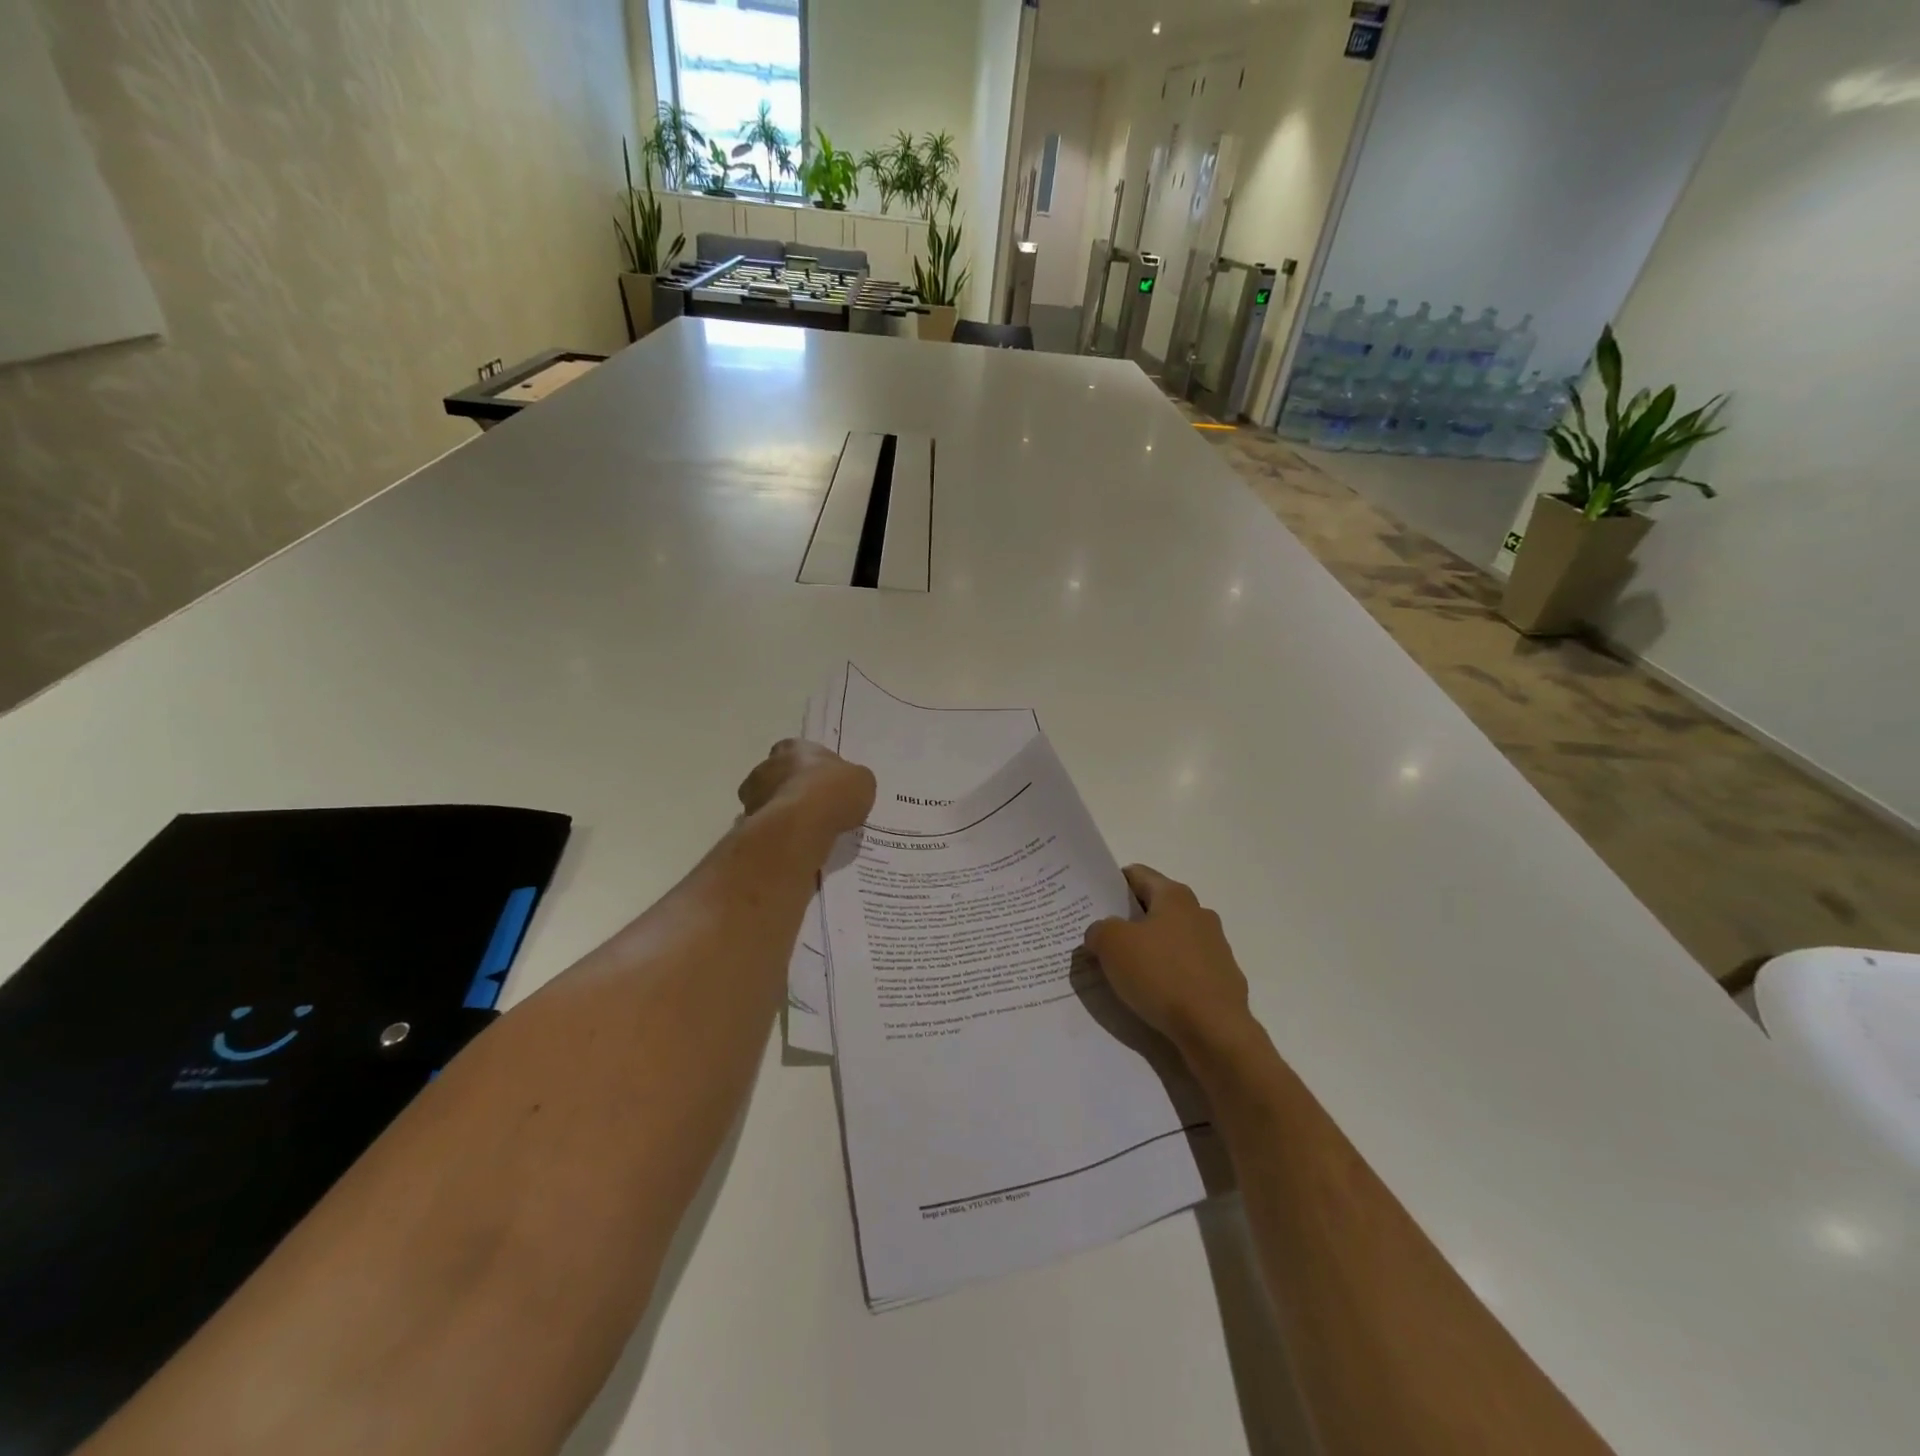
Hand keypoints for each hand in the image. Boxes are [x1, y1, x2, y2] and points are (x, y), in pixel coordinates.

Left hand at [737, 739, 875, 839]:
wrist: (803, 823)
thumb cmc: (834, 791)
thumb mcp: (861, 781)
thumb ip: (851, 780)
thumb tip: (848, 787)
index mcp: (794, 747)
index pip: (798, 752)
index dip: (812, 768)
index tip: (825, 784)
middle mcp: (768, 764)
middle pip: (778, 774)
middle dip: (792, 787)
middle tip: (813, 807)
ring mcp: (754, 794)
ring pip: (767, 800)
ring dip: (781, 811)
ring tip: (804, 829)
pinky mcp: (748, 821)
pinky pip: (765, 826)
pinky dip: (776, 832)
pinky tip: (794, 842)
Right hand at [1083, 865, 1255, 1059]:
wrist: (1215, 1030)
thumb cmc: (1161, 975)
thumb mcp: (1112, 945)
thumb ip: (1099, 930)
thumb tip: (1100, 934)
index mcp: (1174, 896)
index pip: (1137, 875)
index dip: (1111, 884)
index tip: (1092, 902)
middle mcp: (1199, 913)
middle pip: (1155, 907)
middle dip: (1129, 919)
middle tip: (1101, 937)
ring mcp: (1215, 947)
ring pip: (1171, 939)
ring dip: (1149, 949)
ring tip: (1124, 970)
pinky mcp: (1222, 979)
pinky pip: (1185, 968)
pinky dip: (1167, 975)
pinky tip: (1152, 994)